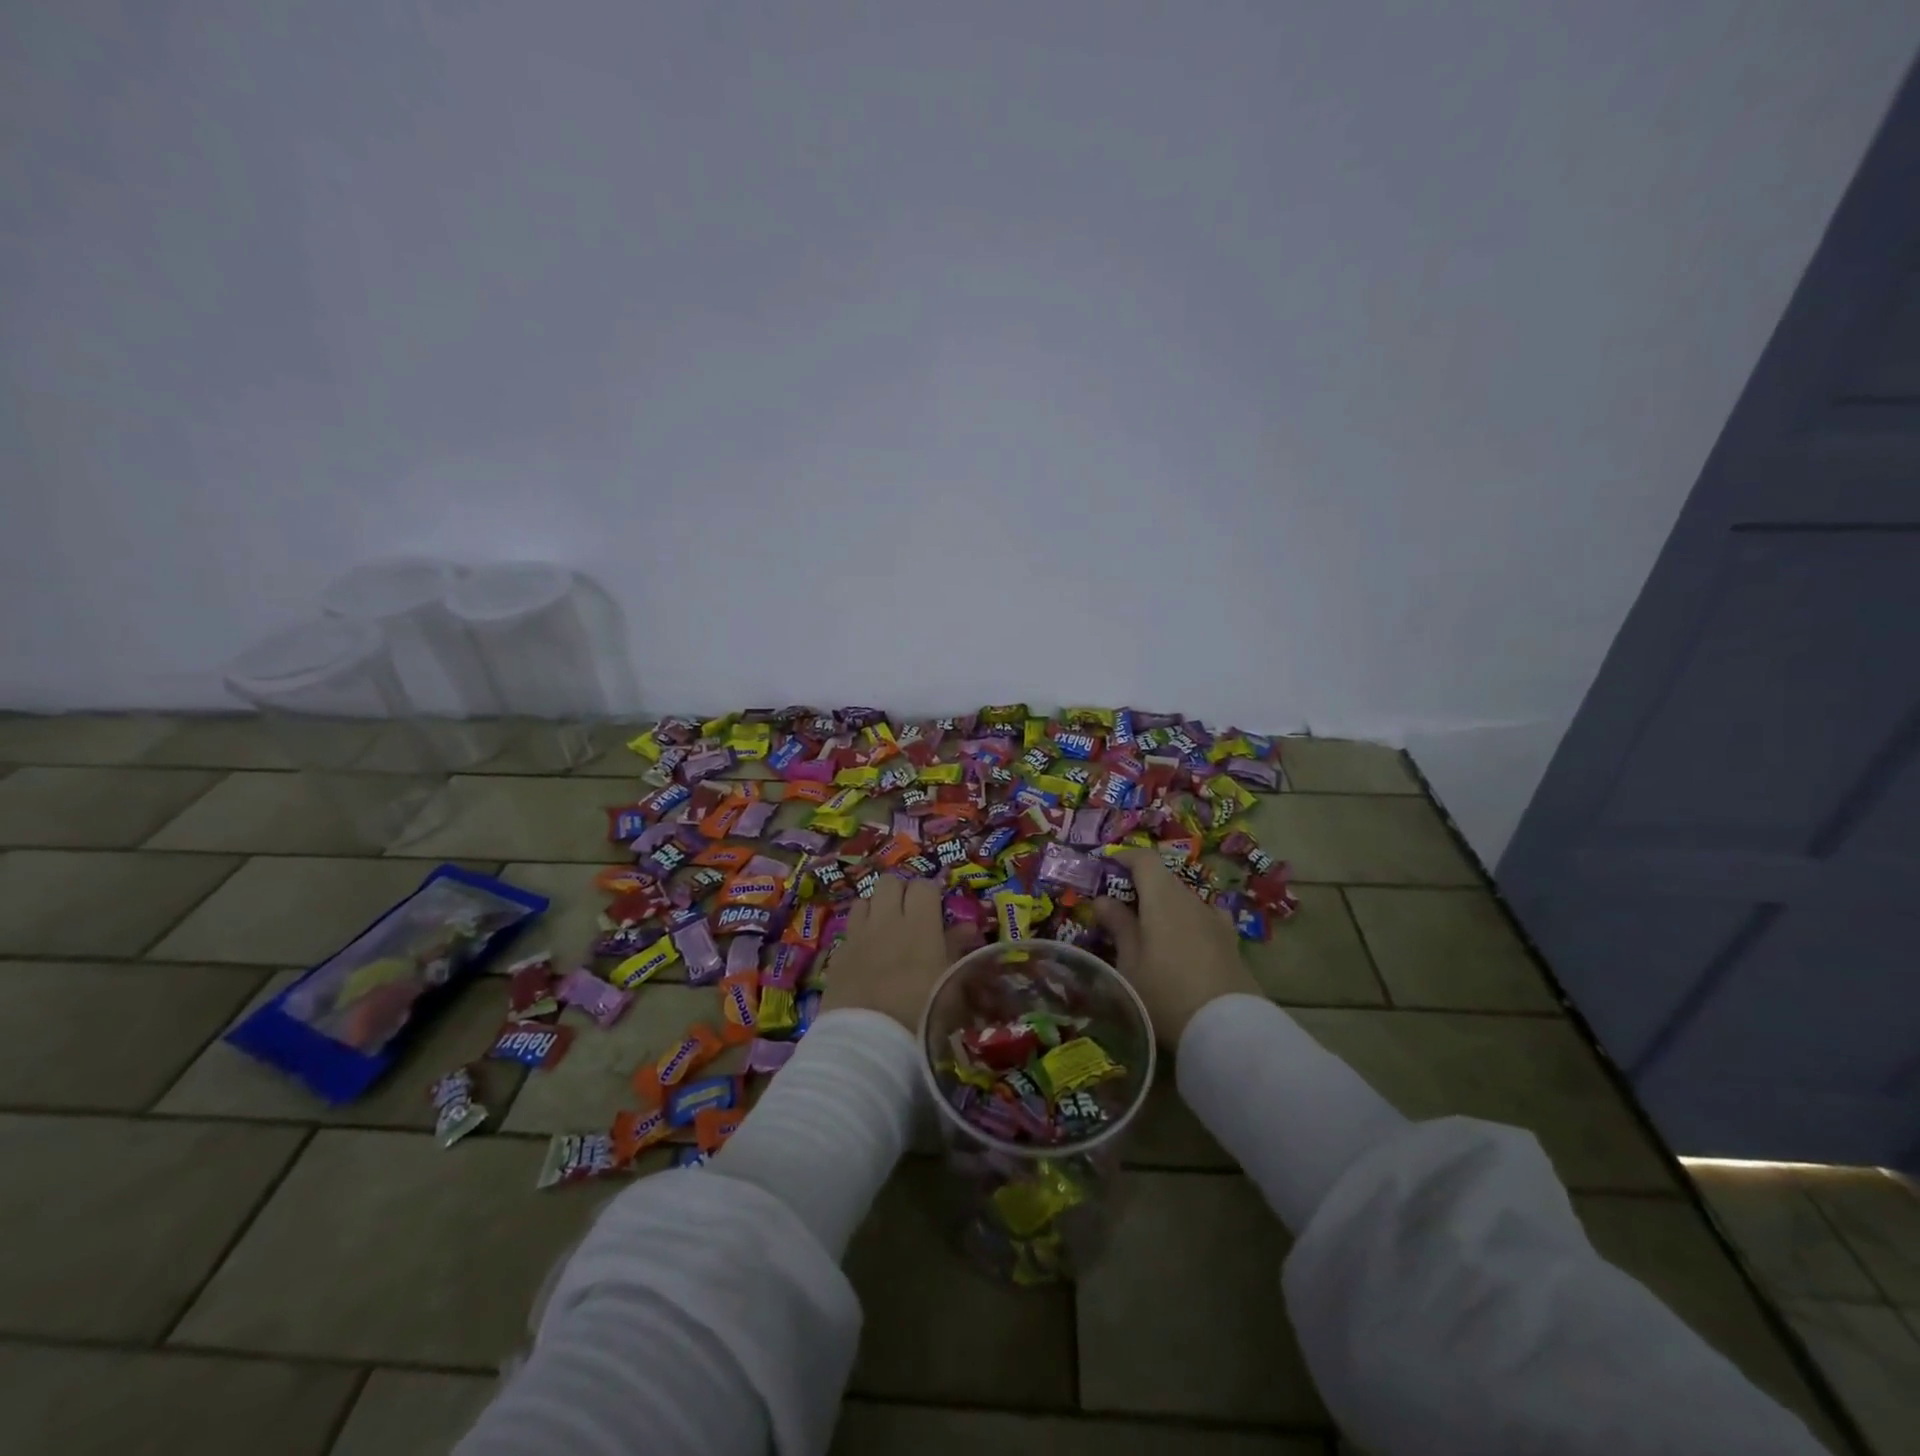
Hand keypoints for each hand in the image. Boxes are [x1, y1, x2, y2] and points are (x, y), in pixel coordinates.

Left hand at [819, 877, 968, 1032]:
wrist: (870, 1046)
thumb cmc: (922, 1015)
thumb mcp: (951, 984)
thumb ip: (957, 949)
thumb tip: (967, 928)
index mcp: (919, 924)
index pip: (923, 886)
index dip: (930, 894)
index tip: (936, 911)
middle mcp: (886, 921)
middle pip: (890, 882)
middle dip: (900, 893)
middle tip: (910, 916)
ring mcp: (858, 936)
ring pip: (865, 901)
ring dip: (876, 910)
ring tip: (886, 932)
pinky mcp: (837, 955)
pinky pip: (849, 930)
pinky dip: (859, 935)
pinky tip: (866, 957)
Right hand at [1094, 848, 1260, 1047]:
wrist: (1227, 1029)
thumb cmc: (1165, 991)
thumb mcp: (1129, 962)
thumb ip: (1118, 926)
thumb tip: (1103, 900)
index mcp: (1163, 896)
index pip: (1144, 859)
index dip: (1123, 858)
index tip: (1104, 869)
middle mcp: (1191, 899)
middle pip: (1163, 879)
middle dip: (1140, 886)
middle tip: (1118, 909)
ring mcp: (1215, 920)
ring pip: (1183, 900)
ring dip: (1163, 907)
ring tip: (1147, 932)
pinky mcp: (1230, 942)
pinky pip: (1201, 919)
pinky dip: (1185, 922)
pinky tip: (1181, 944)